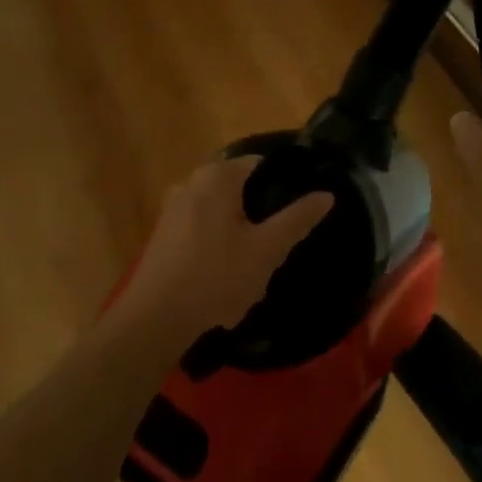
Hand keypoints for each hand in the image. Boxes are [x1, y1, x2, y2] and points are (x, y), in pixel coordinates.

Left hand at [120, 156, 333, 344]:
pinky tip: (227, 270)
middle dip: (260, 209)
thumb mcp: (267, 250)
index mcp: (217, 176)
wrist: (155, 318)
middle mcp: (191, 182)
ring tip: (258, 258)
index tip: (302, 206)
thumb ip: (297, 219)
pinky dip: (218, 239)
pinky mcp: (163, 233)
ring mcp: (173, 207)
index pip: (260, 163)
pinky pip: (201, 225)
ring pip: (219, 208)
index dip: (284, 181)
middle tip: (282, 237)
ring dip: (239, 227)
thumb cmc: (216, 278)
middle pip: (238, 186)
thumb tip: (326, 194)